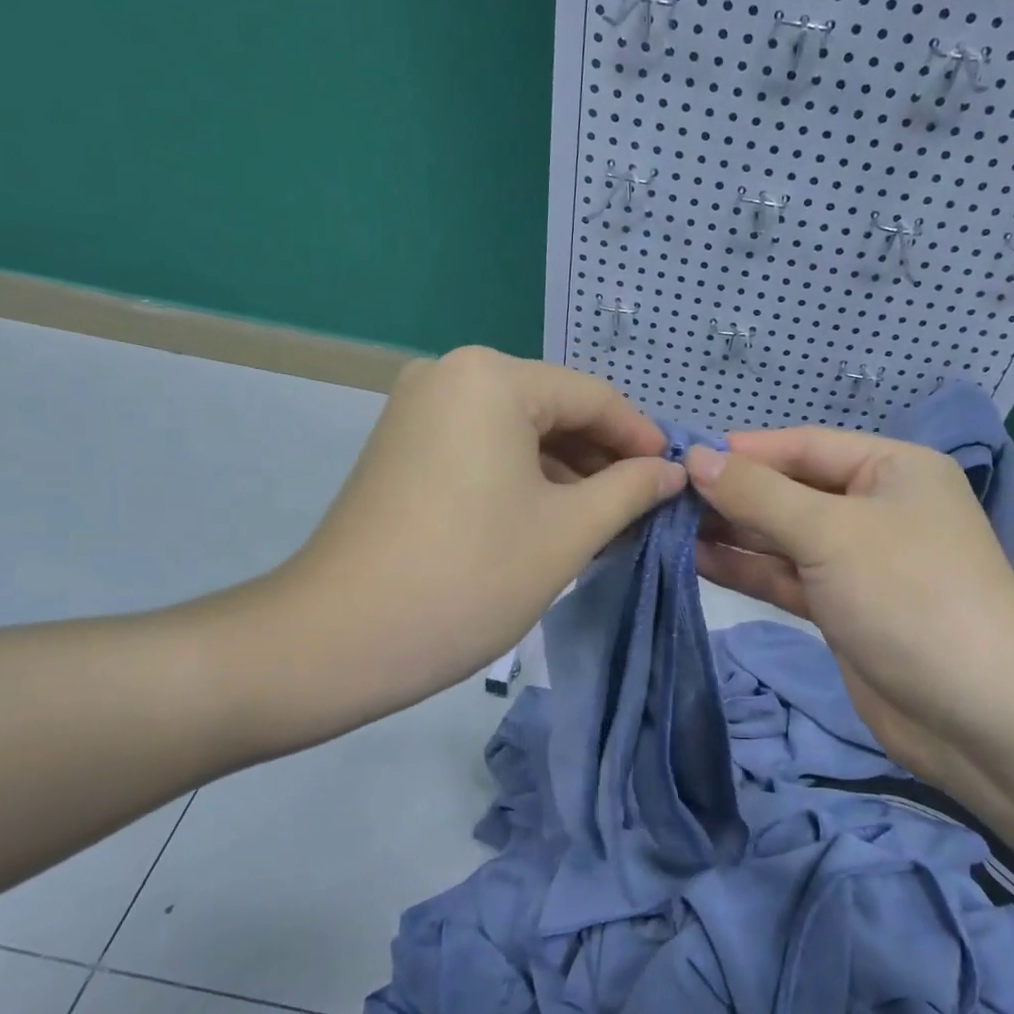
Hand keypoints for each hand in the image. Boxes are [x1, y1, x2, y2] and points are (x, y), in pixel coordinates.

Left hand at [208, 348, 683, 746]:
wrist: (337, 639)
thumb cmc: (469, 577)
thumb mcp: (568, 531)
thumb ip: (631, 490)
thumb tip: (672, 471)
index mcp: (492, 377)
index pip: (593, 396)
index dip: (641, 438)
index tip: (677, 479)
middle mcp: (450, 374)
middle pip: (554, 409)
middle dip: (603, 459)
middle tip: (644, 509)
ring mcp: (419, 409)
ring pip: (519, 432)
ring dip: (566, 473)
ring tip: (607, 522)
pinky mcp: (403, 446)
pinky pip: (483, 448)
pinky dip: (524, 479)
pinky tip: (554, 519)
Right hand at [686, 428, 1013, 758]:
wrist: (979, 717)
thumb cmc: (910, 597)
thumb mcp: (831, 533)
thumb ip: (759, 494)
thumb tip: (696, 457)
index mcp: (892, 468)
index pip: (804, 445)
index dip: (744, 451)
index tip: (680, 457)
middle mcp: (877, 507)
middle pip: (791, 490)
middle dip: (732, 494)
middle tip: (662, 496)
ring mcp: (859, 561)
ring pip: (784, 536)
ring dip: (732, 533)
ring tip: (667, 525)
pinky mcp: (843, 609)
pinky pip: (786, 577)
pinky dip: (747, 569)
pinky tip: (697, 559)